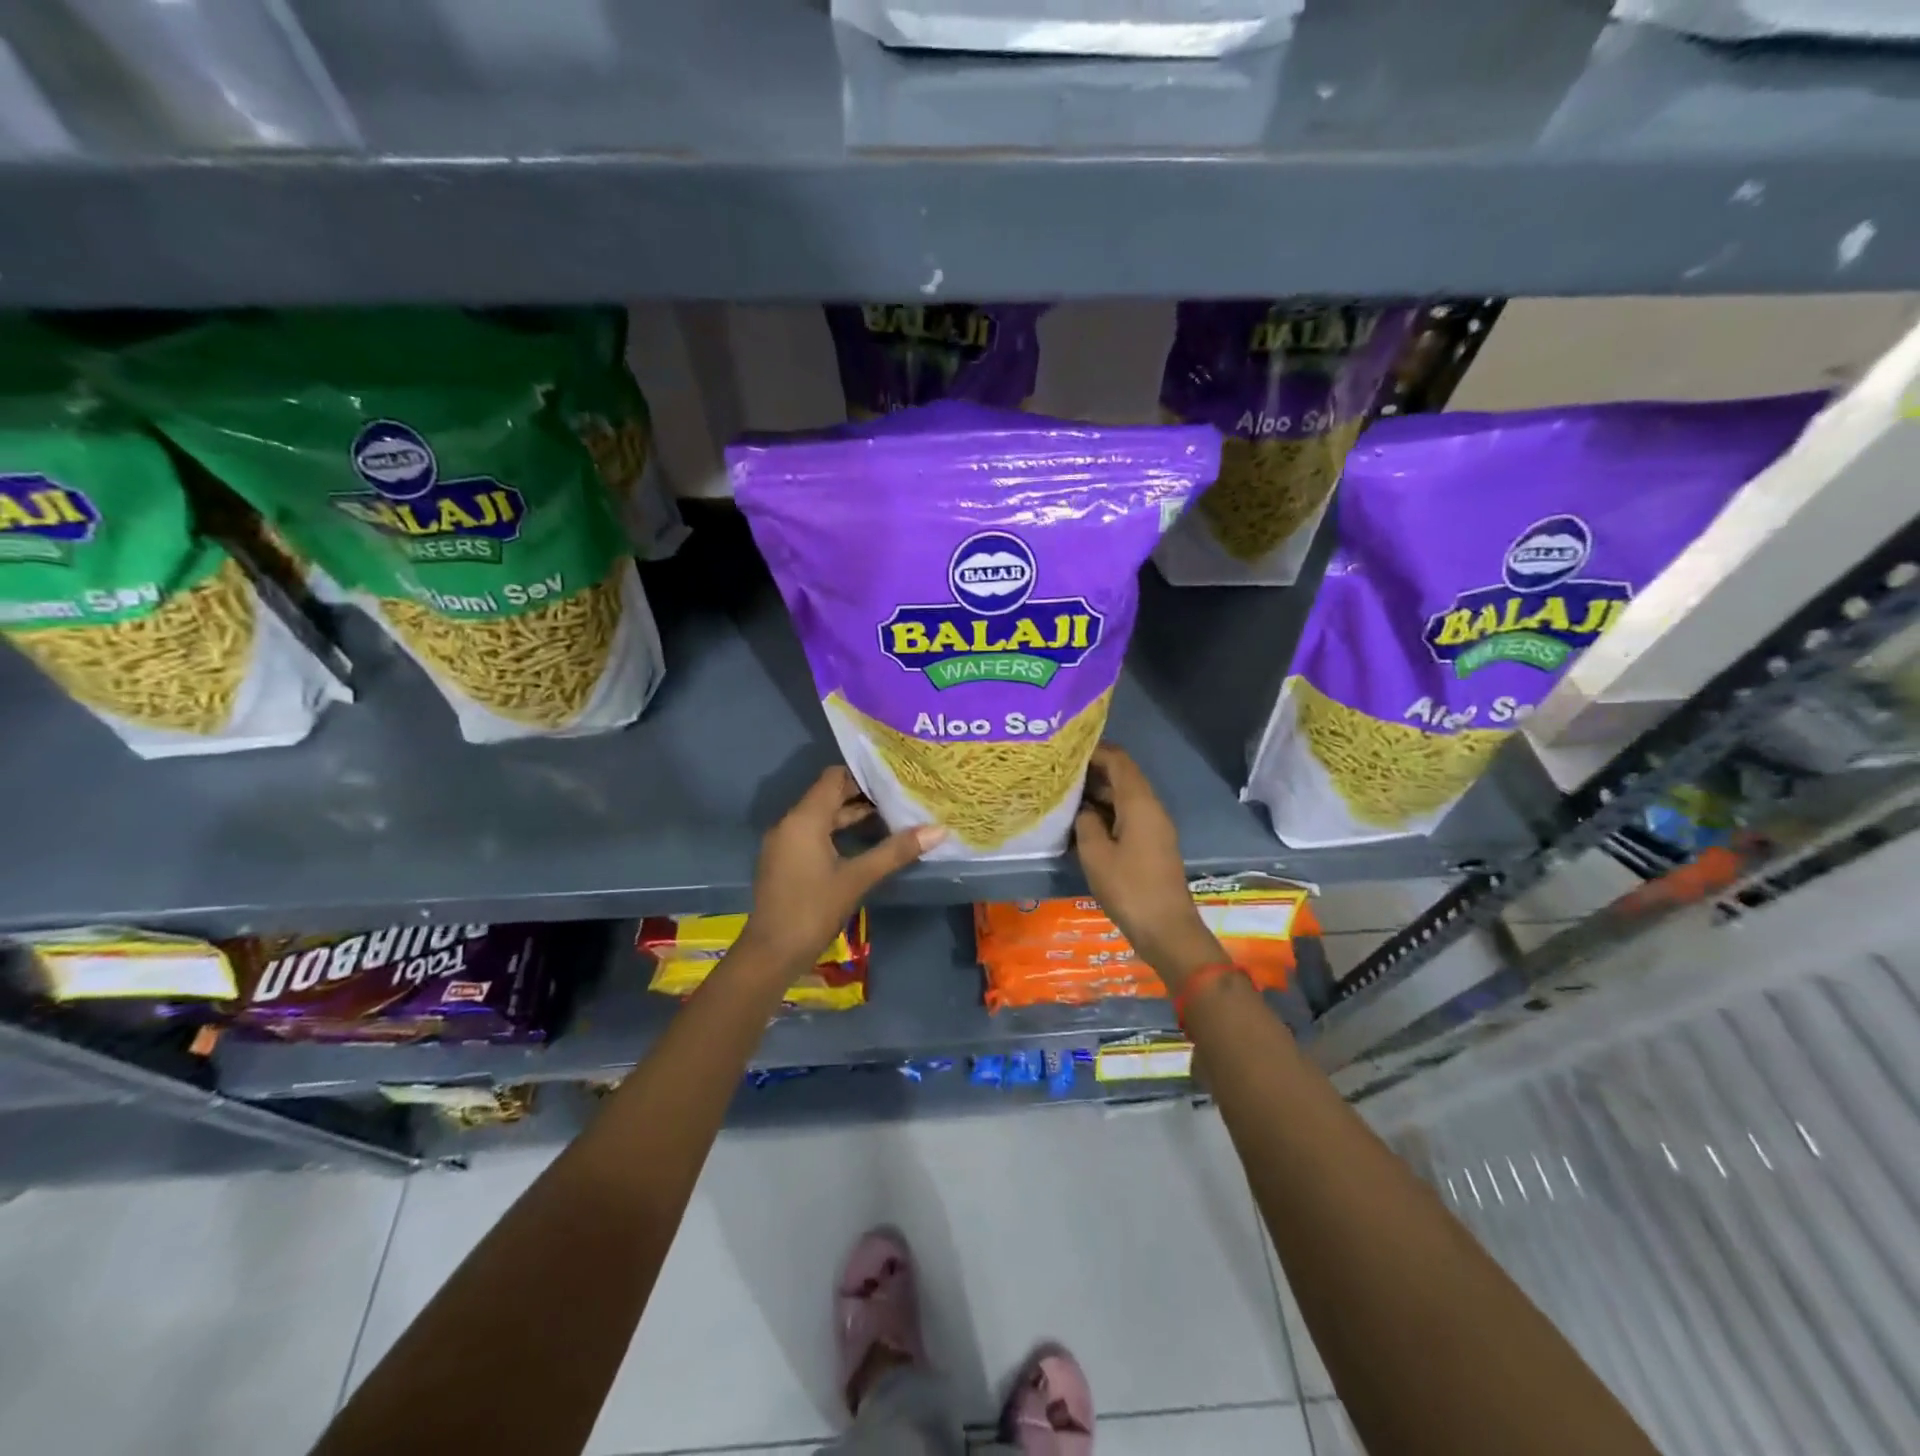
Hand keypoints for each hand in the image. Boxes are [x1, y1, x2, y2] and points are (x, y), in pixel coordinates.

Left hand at [736, 767, 943, 974]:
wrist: (771, 953)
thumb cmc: (813, 910)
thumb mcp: (858, 878)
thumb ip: (896, 851)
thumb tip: (938, 830)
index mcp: (804, 819)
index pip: (834, 777)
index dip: (864, 774)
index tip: (894, 777)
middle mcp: (790, 823)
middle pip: (828, 795)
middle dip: (862, 796)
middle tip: (899, 796)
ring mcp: (784, 843)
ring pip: (822, 817)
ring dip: (851, 816)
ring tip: (890, 818)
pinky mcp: (785, 861)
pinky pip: (813, 834)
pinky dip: (838, 833)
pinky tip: (864, 844)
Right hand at [1073, 744, 1225, 991]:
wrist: (1167, 929)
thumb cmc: (1129, 889)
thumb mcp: (1096, 855)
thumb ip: (1086, 823)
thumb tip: (1083, 810)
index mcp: (1140, 803)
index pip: (1119, 760)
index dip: (1095, 750)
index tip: (1066, 748)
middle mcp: (1151, 808)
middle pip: (1122, 776)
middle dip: (1092, 771)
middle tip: (1059, 771)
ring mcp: (1154, 827)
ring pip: (1124, 798)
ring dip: (1098, 793)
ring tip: (1064, 794)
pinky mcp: (1152, 844)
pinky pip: (1127, 816)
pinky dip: (1106, 812)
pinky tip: (1082, 821)